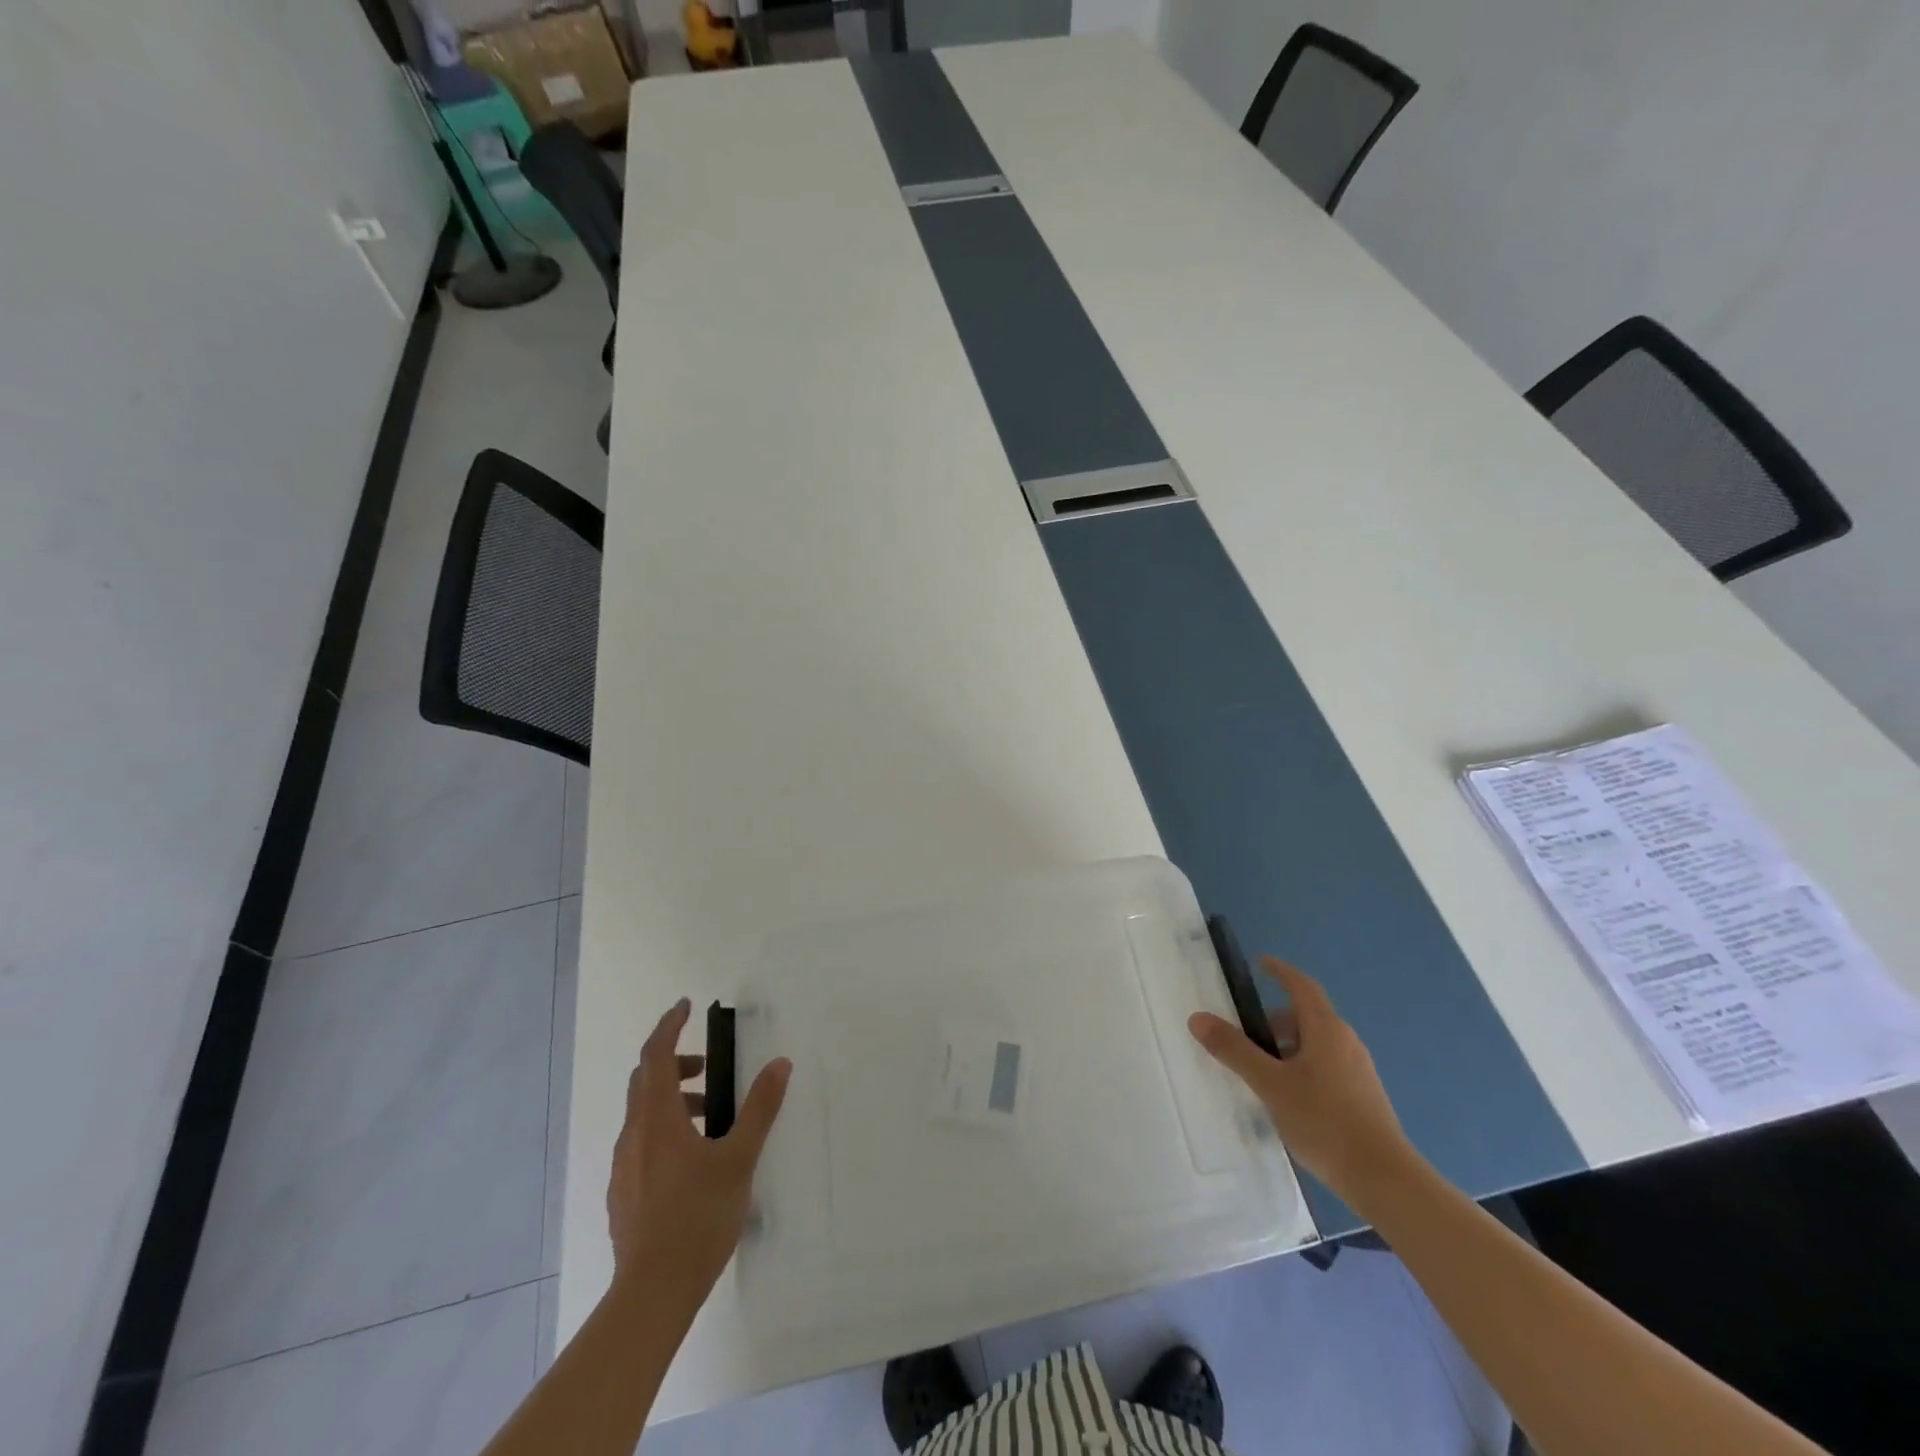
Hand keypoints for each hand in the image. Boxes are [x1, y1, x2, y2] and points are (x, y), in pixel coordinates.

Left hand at [606, 999, 790, 1305]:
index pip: (656, 1055)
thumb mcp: (739, 1158)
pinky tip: (692, 1161)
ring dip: (674, 1100)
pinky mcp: (623, 1194)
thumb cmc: (698, 1218)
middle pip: (645, 1081)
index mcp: (657, 1119)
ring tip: (710, 1117)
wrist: (651, 1295)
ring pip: (644, 1115)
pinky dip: (665, 1130)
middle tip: (709, 1067)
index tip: (685, 1006)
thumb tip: (780, 1064)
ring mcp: (624, 1167)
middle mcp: (634, 1135)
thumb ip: (760, 1108)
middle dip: (676, 1064)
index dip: (668, 1026)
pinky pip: (642, 1143)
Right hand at [1188, 957, 1412, 1207]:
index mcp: (1326, 1029)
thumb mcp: (1270, 1084)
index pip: (1301, 986)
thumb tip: (1198, 1018)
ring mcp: (1358, 1070)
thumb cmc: (1324, 1121)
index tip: (1260, 963)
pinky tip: (1287, 1100)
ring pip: (1315, 1045)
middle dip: (1274, 1021)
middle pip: (1306, 1017)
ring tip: (1260, 1074)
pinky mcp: (1363, 1096)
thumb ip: (1234, 1050)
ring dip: (1286, 1048)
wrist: (1384, 1180)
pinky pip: (1325, 1067)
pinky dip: (1301, 1068)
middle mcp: (1346, 1042)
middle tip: (1245, 1037)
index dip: (1280, 971)